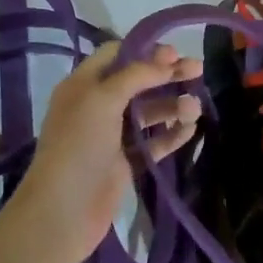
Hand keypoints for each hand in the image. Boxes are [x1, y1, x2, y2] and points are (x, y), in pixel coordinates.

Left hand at [6, 40, 200, 262]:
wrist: (64, 211)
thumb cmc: (78, 145)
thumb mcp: (103, 99)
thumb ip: (136, 74)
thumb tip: (168, 58)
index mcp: (83, 85)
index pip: (116, 55)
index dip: (145, 50)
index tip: (175, 52)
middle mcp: (97, 106)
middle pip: (138, 82)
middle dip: (167, 75)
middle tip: (198, 69)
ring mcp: (112, 136)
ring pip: (148, 113)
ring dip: (173, 106)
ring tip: (195, 108)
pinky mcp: (126, 163)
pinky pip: (153, 142)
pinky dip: (172, 134)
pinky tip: (191, 129)